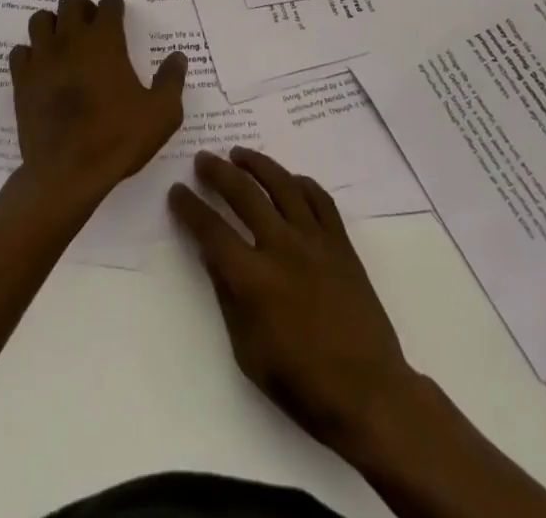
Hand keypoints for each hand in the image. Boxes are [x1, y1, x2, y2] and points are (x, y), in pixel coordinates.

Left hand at [10, 0, 187, 210]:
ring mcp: (42, 58)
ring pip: (40, 20)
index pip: (109, 5)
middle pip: (71, 3)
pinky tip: (41, 66)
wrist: (68, 172)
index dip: (114, 1)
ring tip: (63, 39)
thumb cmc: (118, 138)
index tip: (117, 2)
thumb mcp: (162, 113)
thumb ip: (171, 81)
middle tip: (91, 22)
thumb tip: (178, 57)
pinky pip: (20, 52)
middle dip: (82, 6)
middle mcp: (71, 40)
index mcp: (105, 41)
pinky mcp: (22, 80)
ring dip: (53, 24)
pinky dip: (30, 53)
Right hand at [169, 147, 417, 455]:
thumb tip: (212, 254)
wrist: (368, 392)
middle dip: (218, 172)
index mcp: (253, 279)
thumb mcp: (247, 350)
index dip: (189, 208)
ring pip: (282, 184)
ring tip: (238, 153)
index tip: (177, 192)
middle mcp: (282, 247)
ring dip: (256, 163)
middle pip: (244, 193)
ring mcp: (315, 240)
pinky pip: (319, 198)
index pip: (211, 230)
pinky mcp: (340, 242)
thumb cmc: (301, 383)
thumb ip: (227, 295)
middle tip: (202, 158)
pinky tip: (289, 179)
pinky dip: (301, 182)